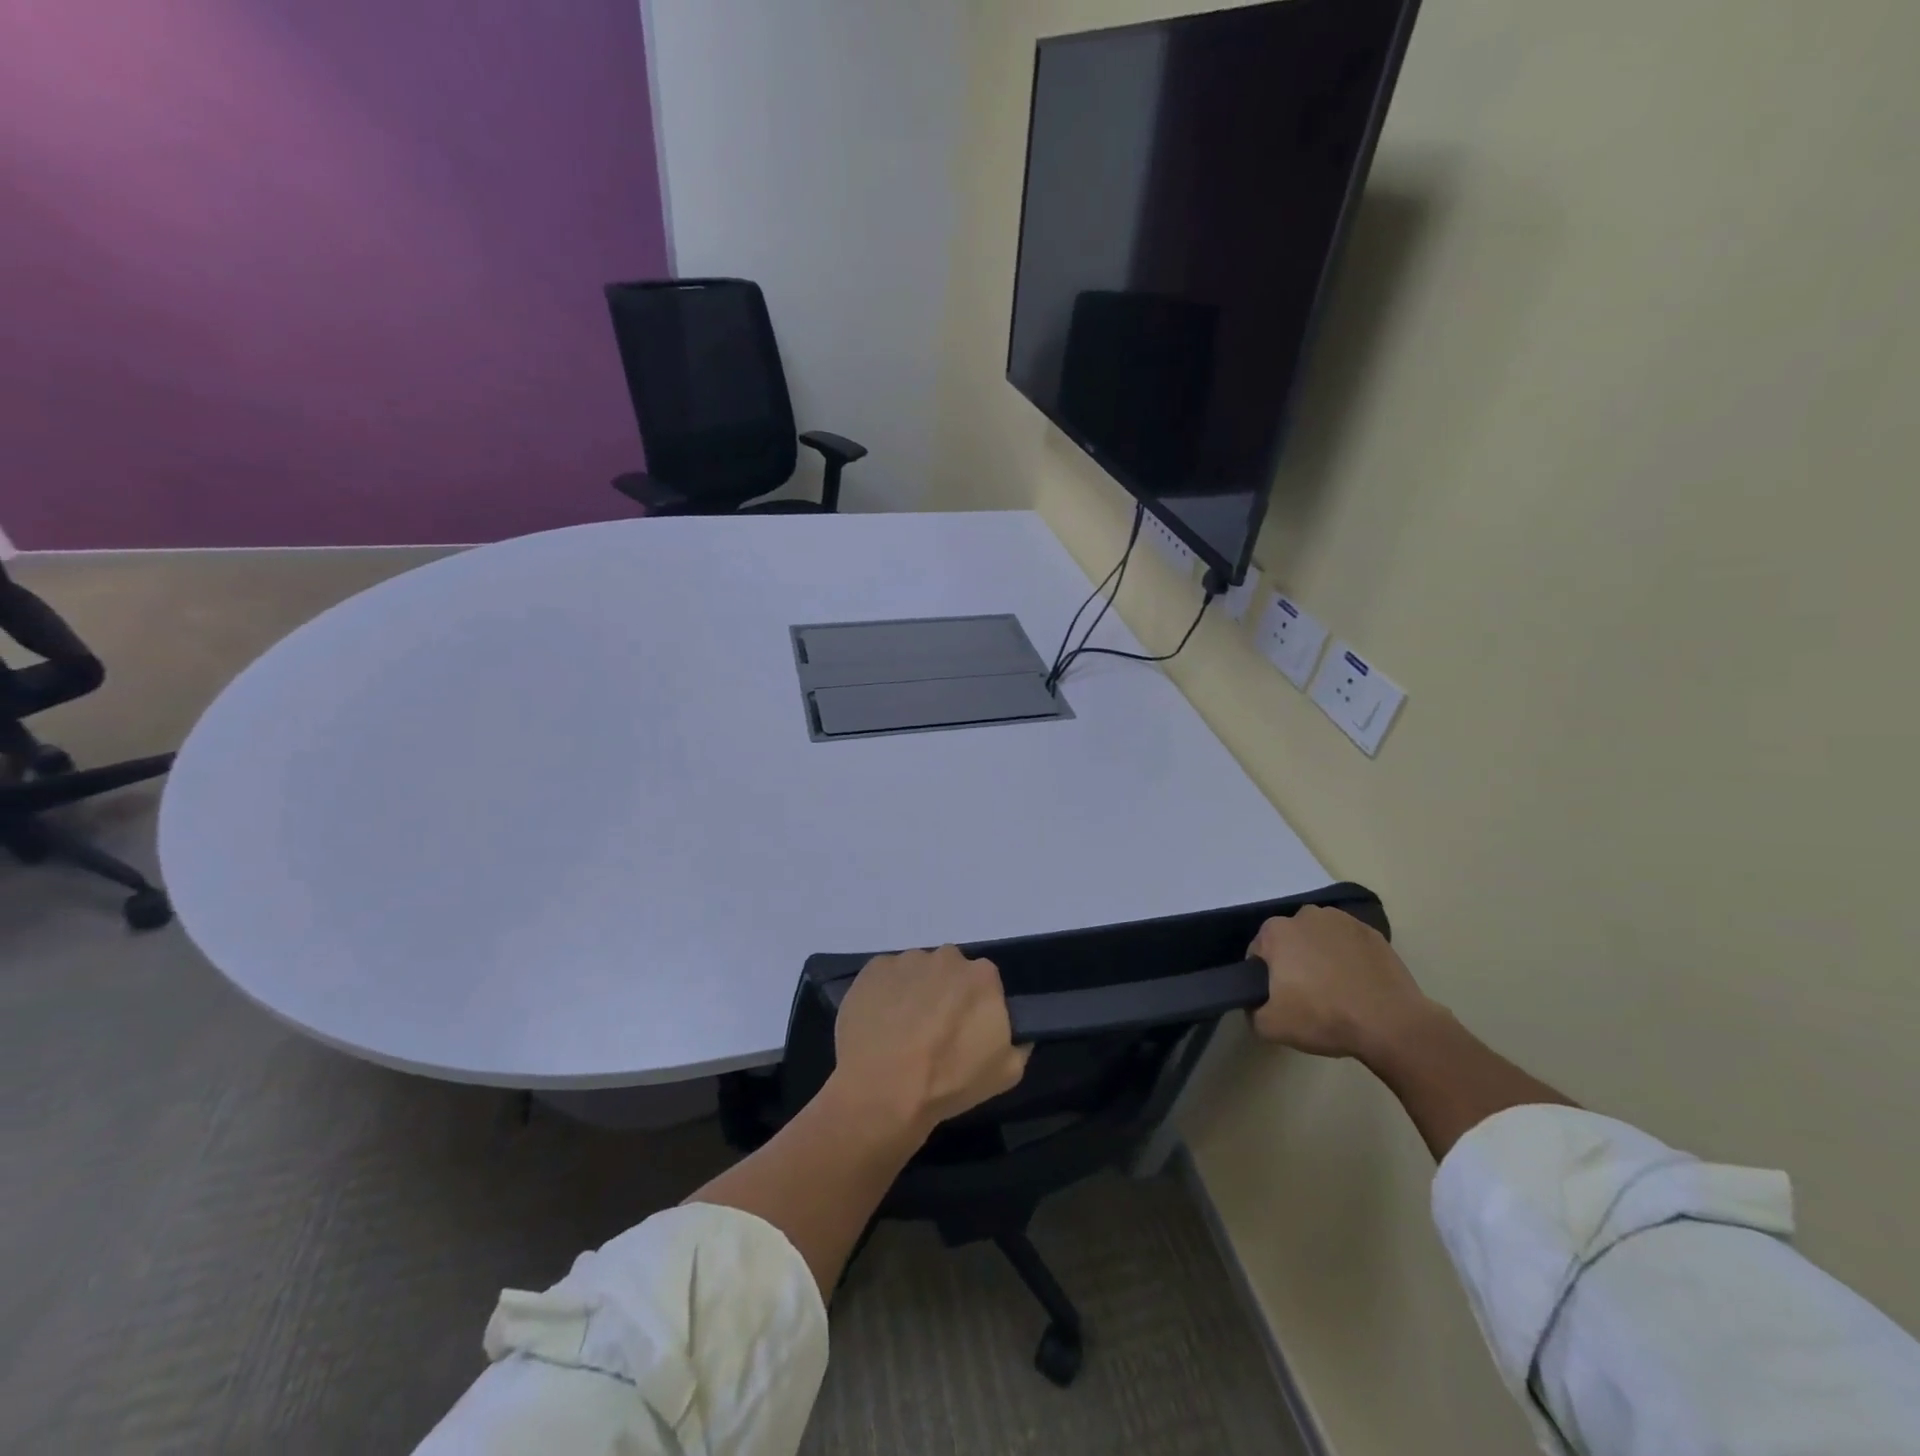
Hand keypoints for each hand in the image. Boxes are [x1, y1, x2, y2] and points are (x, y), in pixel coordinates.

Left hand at [831, 947, 1031, 1137]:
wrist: (882, 1091)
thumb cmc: (949, 1082)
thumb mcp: (1007, 1073)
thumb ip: (1020, 1043)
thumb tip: (1020, 1032)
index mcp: (983, 976)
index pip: (984, 983)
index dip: (974, 1006)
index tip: (964, 1030)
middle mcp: (946, 957)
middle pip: (949, 972)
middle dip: (944, 994)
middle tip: (933, 1030)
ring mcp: (907, 959)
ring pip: (916, 972)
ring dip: (914, 992)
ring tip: (901, 1030)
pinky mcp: (874, 968)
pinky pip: (886, 976)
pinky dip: (885, 993)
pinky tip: (879, 1023)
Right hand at [1248, 907, 1436, 1059]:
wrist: (1391, 1024)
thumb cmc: (1323, 1018)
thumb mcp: (1270, 1026)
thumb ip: (1251, 1011)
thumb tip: (1256, 1004)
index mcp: (1276, 931)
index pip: (1259, 953)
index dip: (1266, 978)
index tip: (1280, 999)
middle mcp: (1306, 915)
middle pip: (1290, 941)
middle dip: (1293, 962)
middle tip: (1306, 996)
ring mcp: (1343, 920)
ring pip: (1320, 939)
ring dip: (1321, 957)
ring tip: (1336, 991)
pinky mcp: (1373, 932)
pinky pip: (1349, 944)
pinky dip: (1349, 958)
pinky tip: (1358, 985)